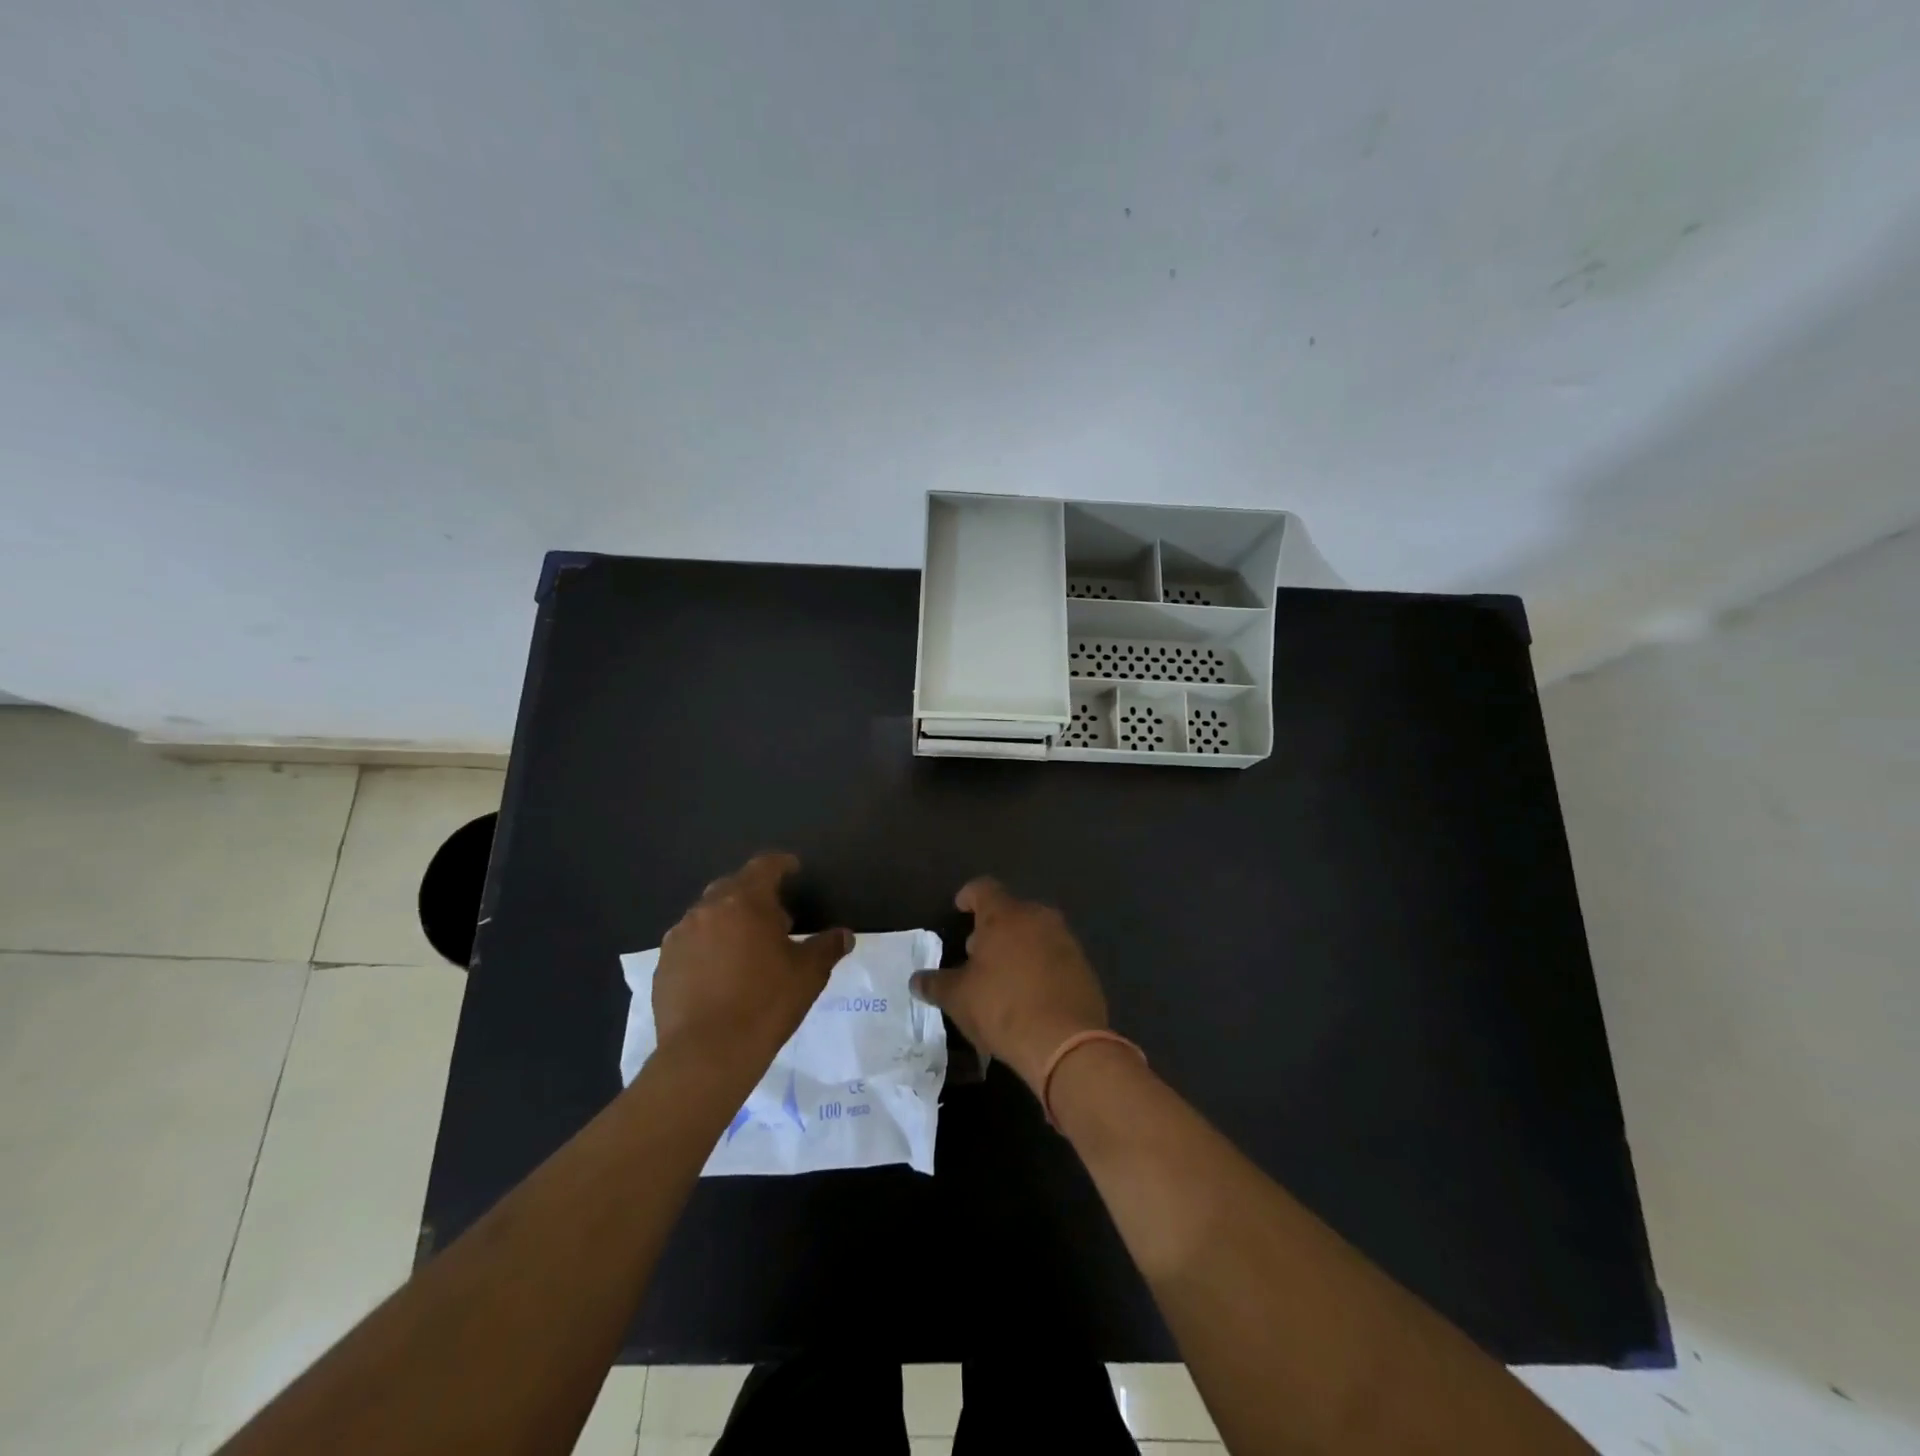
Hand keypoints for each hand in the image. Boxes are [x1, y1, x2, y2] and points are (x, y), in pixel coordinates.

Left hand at [654, 852, 850, 1062]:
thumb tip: (844, 935)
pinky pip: (689, 944)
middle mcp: (707, 909)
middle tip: (775, 918)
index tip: (793, 869)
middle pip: (732, 887)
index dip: (781, 864)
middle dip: (754, 894)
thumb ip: (827, 947)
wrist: (706, 1055)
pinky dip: (706, 947)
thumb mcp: (808, 974)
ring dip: (727, 921)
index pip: (765, 866)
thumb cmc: (765, 1003)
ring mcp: (679, 937)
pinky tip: (718, 974)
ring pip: (707, 915)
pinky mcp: (662, 965)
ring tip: (745, 948)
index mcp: (745, 902)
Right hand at [909, 877, 1108, 1092]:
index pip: (983, 888)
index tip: (960, 908)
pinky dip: (1040, 966)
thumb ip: (935, 984)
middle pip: (1011, 911)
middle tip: (976, 951)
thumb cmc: (1003, 1008)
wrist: (1065, 1042)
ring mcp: (1066, 941)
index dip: (969, 896)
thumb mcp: (958, 998)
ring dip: (1018, 946)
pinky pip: (1055, 956)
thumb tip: (916, 980)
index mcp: (1006, 915)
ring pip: (1035, 933)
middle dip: (993, 927)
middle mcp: (1039, 918)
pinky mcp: (1084, 966)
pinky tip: (1030, 994)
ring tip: (1002, 975)